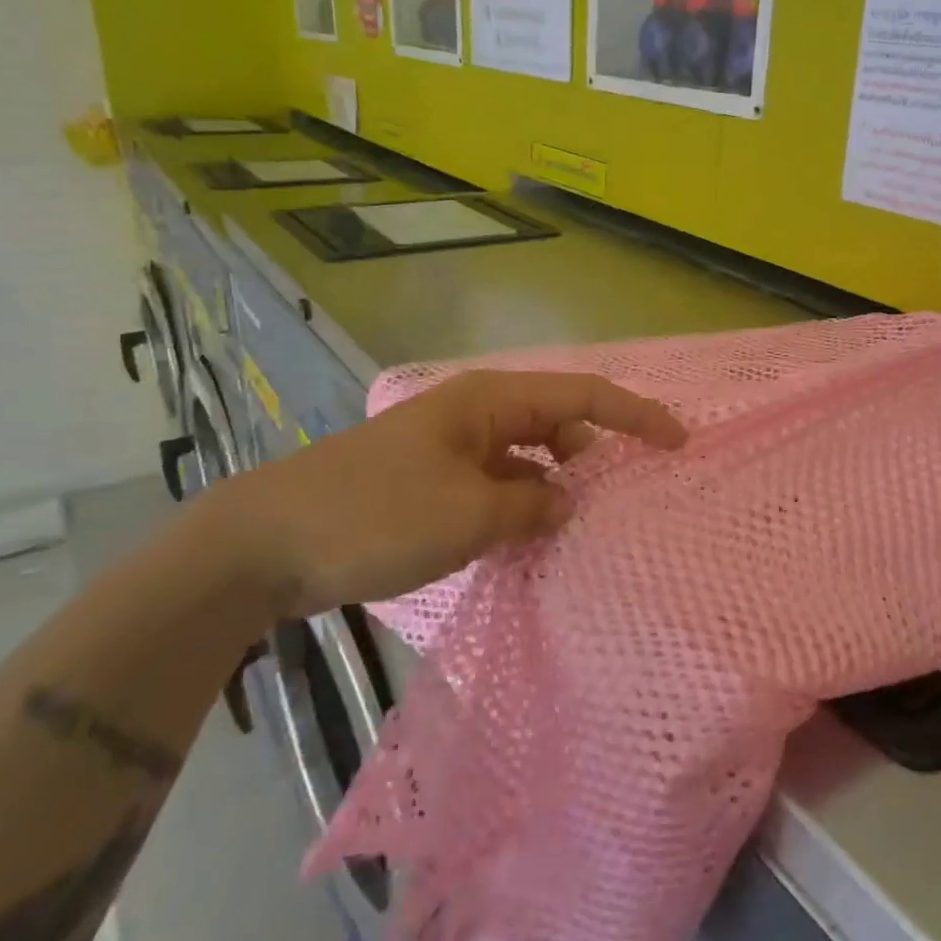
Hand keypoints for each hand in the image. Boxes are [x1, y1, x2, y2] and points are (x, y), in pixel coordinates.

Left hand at [208, 370, 686, 614]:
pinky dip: (518, 508)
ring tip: (575, 531)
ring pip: (525, 459)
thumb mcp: (468, 516)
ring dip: (553, 489)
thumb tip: (566, 505)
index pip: (582, 395)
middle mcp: (474, 414)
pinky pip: (494, 486)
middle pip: (556, 423)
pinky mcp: (428, 481)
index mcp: (489, 401)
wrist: (262, 544)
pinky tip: (524, 543)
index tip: (677, 442)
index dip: (635, 415)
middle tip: (623, 498)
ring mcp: (449, 448)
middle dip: (595, 455)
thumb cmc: (374, 515)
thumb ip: (532, 508)